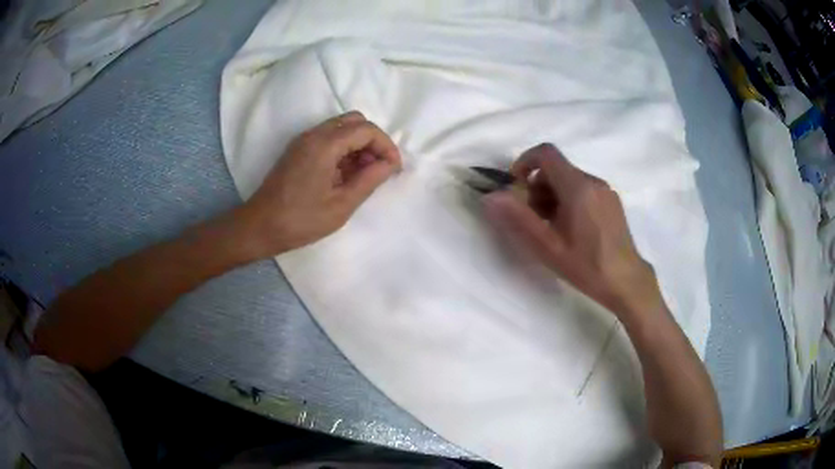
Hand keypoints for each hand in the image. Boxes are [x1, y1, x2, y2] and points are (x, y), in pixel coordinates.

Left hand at [234, 111, 401, 256]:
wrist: (259, 227)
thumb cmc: (301, 220)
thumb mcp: (342, 205)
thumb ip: (369, 180)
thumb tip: (390, 164)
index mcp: (325, 144)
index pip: (366, 129)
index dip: (386, 146)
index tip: (394, 169)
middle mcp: (314, 134)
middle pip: (354, 121)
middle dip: (373, 141)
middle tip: (378, 169)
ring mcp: (303, 140)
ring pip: (341, 128)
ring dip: (358, 145)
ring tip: (363, 175)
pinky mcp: (297, 150)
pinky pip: (328, 138)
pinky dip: (343, 149)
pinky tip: (344, 175)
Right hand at [483, 143, 661, 316]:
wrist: (626, 281)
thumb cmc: (587, 266)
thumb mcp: (548, 246)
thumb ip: (518, 218)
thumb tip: (491, 196)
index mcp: (578, 187)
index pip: (546, 153)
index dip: (524, 162)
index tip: (515, 187)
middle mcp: (593, 181)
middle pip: (556, 168)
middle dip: (536, 187)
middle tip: (532, 218)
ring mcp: (605, 190)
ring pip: (569, 179)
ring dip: (552, 195)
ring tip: (552, 228)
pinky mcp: (612, 201)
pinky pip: (583, 189)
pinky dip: (569, 199)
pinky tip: (571, 229)